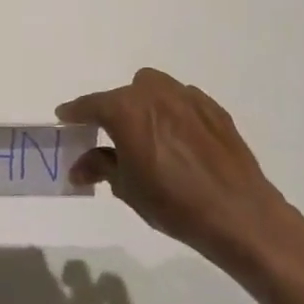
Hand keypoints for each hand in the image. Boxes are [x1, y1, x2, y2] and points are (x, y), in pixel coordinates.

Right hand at [57, 68, 303, 277]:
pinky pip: (183, 101)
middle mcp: (155, 94)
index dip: (74, 113)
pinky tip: (178, 141)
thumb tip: (79, 166)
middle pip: (123, 93)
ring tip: (147, 135)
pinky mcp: (214, 110)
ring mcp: (188, 98)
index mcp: (126, 109)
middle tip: (112, 137)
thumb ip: (100, 167)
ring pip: (155, 89)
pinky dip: (173, 113)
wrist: (238, 214)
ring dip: (144, 105)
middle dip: (113, 110)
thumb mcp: (126, 187)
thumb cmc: (172, 202)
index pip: (90, 105)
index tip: (65, 118)